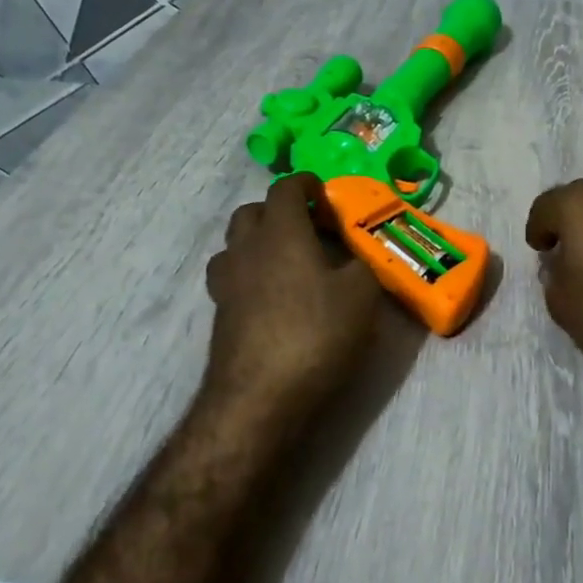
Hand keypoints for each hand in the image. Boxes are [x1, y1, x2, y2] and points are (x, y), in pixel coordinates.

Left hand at [205, 173, 382, 425]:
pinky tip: (273, 298)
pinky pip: (232, 278)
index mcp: (281, 232)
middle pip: (252, 211)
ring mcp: (227, 282)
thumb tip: (357, 255)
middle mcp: (247, 248)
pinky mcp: (219, 314)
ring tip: (288, 263)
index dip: (306, 185)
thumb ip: (363, 264)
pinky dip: (250, 275)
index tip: (325, 196)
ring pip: (236, 245)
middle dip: (279, 211)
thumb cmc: (315, 334)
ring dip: (259, 243)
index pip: (285, 188)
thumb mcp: (361, 295)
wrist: (260, 398)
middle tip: (310, 229)